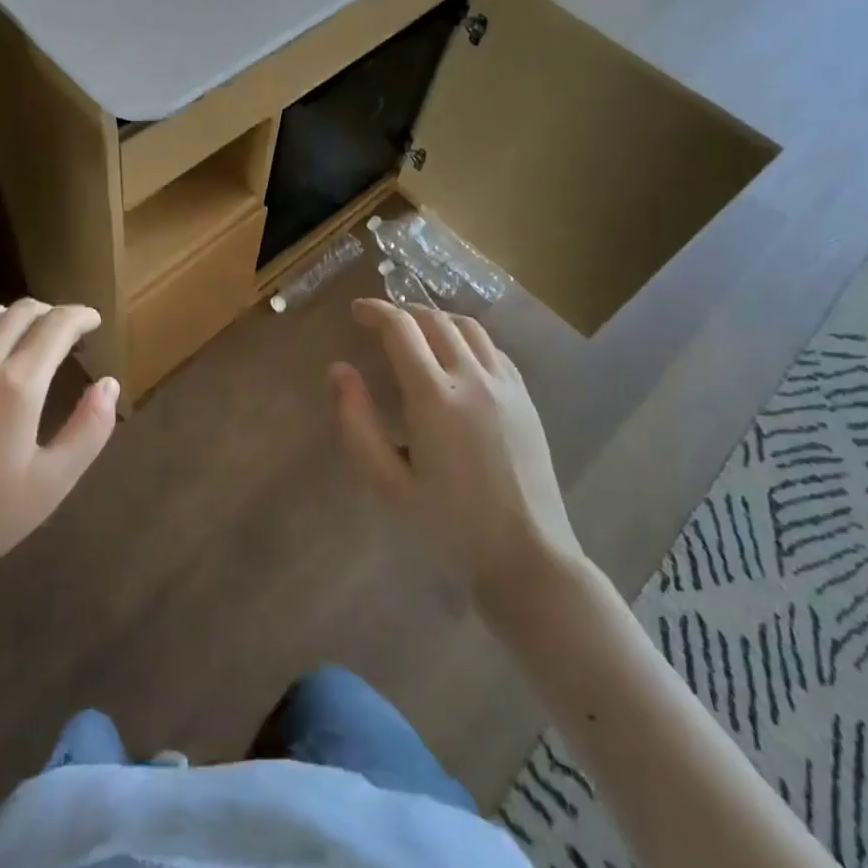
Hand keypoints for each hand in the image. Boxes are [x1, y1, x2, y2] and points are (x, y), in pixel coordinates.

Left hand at [0, 299, 117, 589]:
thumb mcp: (53, 481)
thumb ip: (90, 428)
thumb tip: (109, 383)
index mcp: (18, 384)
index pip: (56, 325)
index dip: (79, 316)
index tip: (92, 320)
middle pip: (21, 311)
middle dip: (50, 313)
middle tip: (64, 331)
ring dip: (12, 316)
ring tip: (24, 336)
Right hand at [330, 299, 585, 603]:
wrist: (528, 556)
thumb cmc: (448, 526)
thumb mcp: (386, 483)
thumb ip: (356, 422)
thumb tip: (339, 370)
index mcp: (434, 396)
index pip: (400, 329)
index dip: (375, 311)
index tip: (357, 311)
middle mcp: (472, 378)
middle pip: (435, 320)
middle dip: (403, 312)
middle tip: (381, 322)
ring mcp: (505, 386)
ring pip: (468, 328)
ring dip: (437, 319)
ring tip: (417, 331)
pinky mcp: (525, 399)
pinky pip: (493, 350)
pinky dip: (467, 338)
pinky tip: (458, 357)